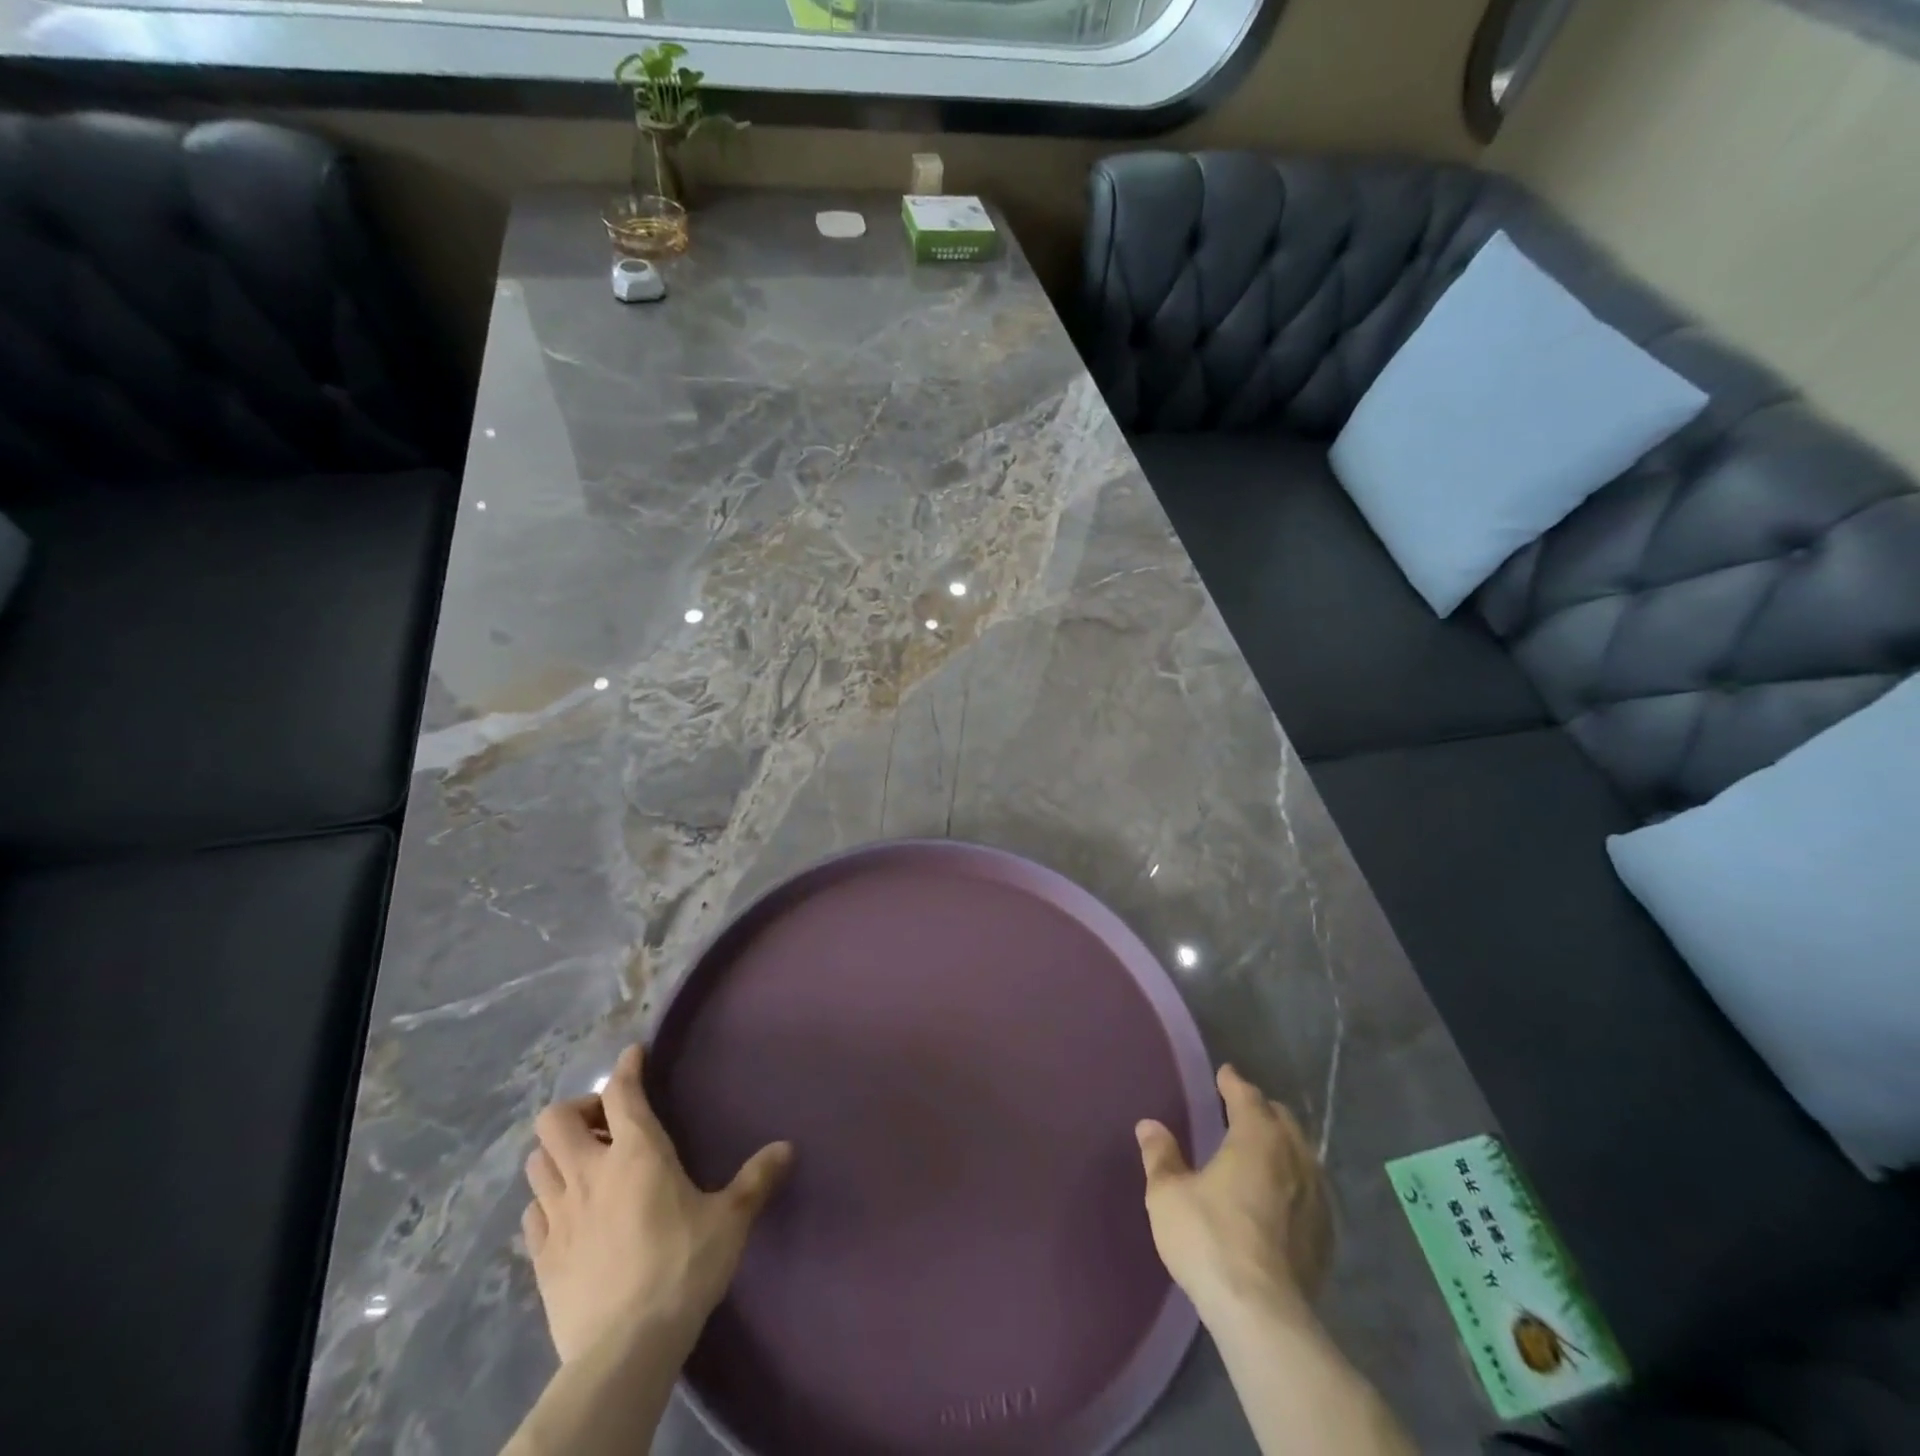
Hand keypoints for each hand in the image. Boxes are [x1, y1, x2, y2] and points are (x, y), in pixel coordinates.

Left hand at [521, 1044, 792, 1364]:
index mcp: (636, 1152)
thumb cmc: (683, 1267)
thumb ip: (756, 1179)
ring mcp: (558, 1215)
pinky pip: (531, 1212)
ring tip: (585, 1166)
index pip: (622, 1091)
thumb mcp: (730, 1220)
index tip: (634, 1054)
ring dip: (557, 1154)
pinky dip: (546, 1200)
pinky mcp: (540, 1257)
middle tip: (606, 1125)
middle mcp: (590, 1172)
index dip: (627, 1067)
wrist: (625, 1348)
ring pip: (536, 1163)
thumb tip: (787, 1147)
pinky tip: (569, 1214)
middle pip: (555, 1120)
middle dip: (578, 1111)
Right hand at [1135, 1064, 1333, 1325]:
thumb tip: (1149, 1125)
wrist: (1264, 1315)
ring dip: (1282, 1145)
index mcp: (1256, 1137)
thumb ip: (1160, 1155)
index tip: (1225, 1074)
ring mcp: (1317, 1197)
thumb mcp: (1168, 1194)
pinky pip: (1311, 1190)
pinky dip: (1294, 1180)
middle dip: (1261, 1110)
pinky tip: (1282, 1196)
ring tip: (1262, 1151)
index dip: (1233, 1082)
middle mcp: (1293, 1156)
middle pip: (1281, 1119)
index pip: (1247, 1095)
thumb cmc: (1210, 1239)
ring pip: (1301, 1153)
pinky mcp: (1327, 1235)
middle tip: (1239, 1110)